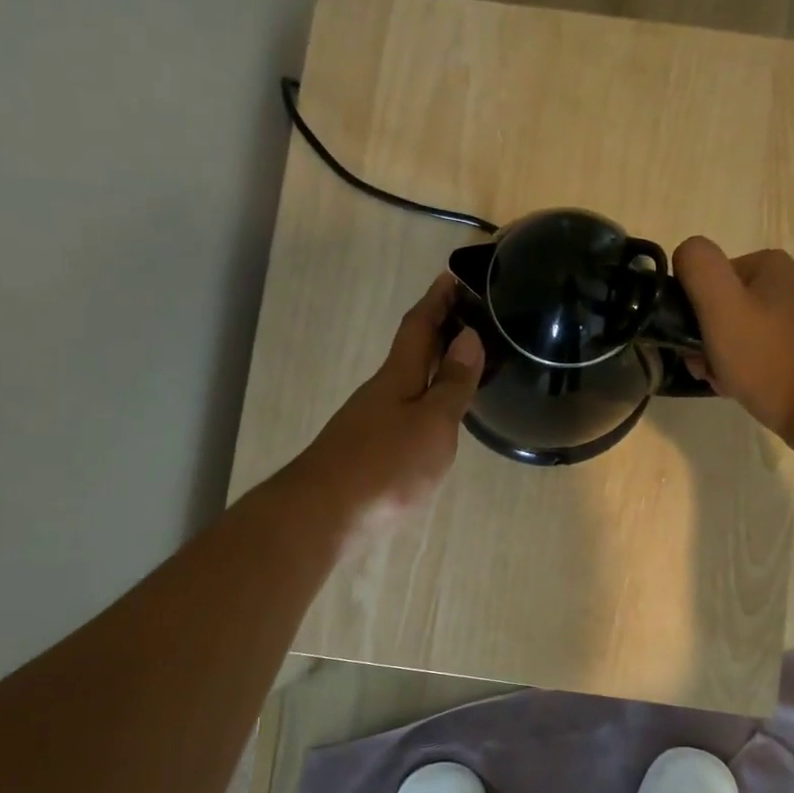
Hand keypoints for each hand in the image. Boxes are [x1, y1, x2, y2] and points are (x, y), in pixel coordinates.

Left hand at [292, 273, 483, 537]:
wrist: (323, 517)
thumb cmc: (385, 466)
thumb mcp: (432, 423)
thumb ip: (452, 383)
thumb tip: (469, 337)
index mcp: (397, 377)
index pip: (419, 326)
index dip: (437, 300)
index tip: (453, 275)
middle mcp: (380, 394)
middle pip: (410, 353)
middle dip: (438, 332)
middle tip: (470, 319)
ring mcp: (369, 425)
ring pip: (406, 385)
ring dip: (431, 369)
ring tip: (462, 367)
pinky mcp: (366, 455)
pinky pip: (403, 415)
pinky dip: (423, 404)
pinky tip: (435, 422)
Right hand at [672, 236, 793, 448]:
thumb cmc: (769, 360)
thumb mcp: (722, 308)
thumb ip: (699, 268)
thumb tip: (685, 251)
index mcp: (771, 264)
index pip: (708, 280)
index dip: (693, 314)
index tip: (695, 346)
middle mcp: (793, 282)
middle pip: (725, 306)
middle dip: (708, 340)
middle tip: (708, 369)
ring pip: (742, 331)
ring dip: (725, 357)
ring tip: (728, 383)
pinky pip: (765, 350)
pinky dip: (750, 368)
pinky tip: (748, 388)